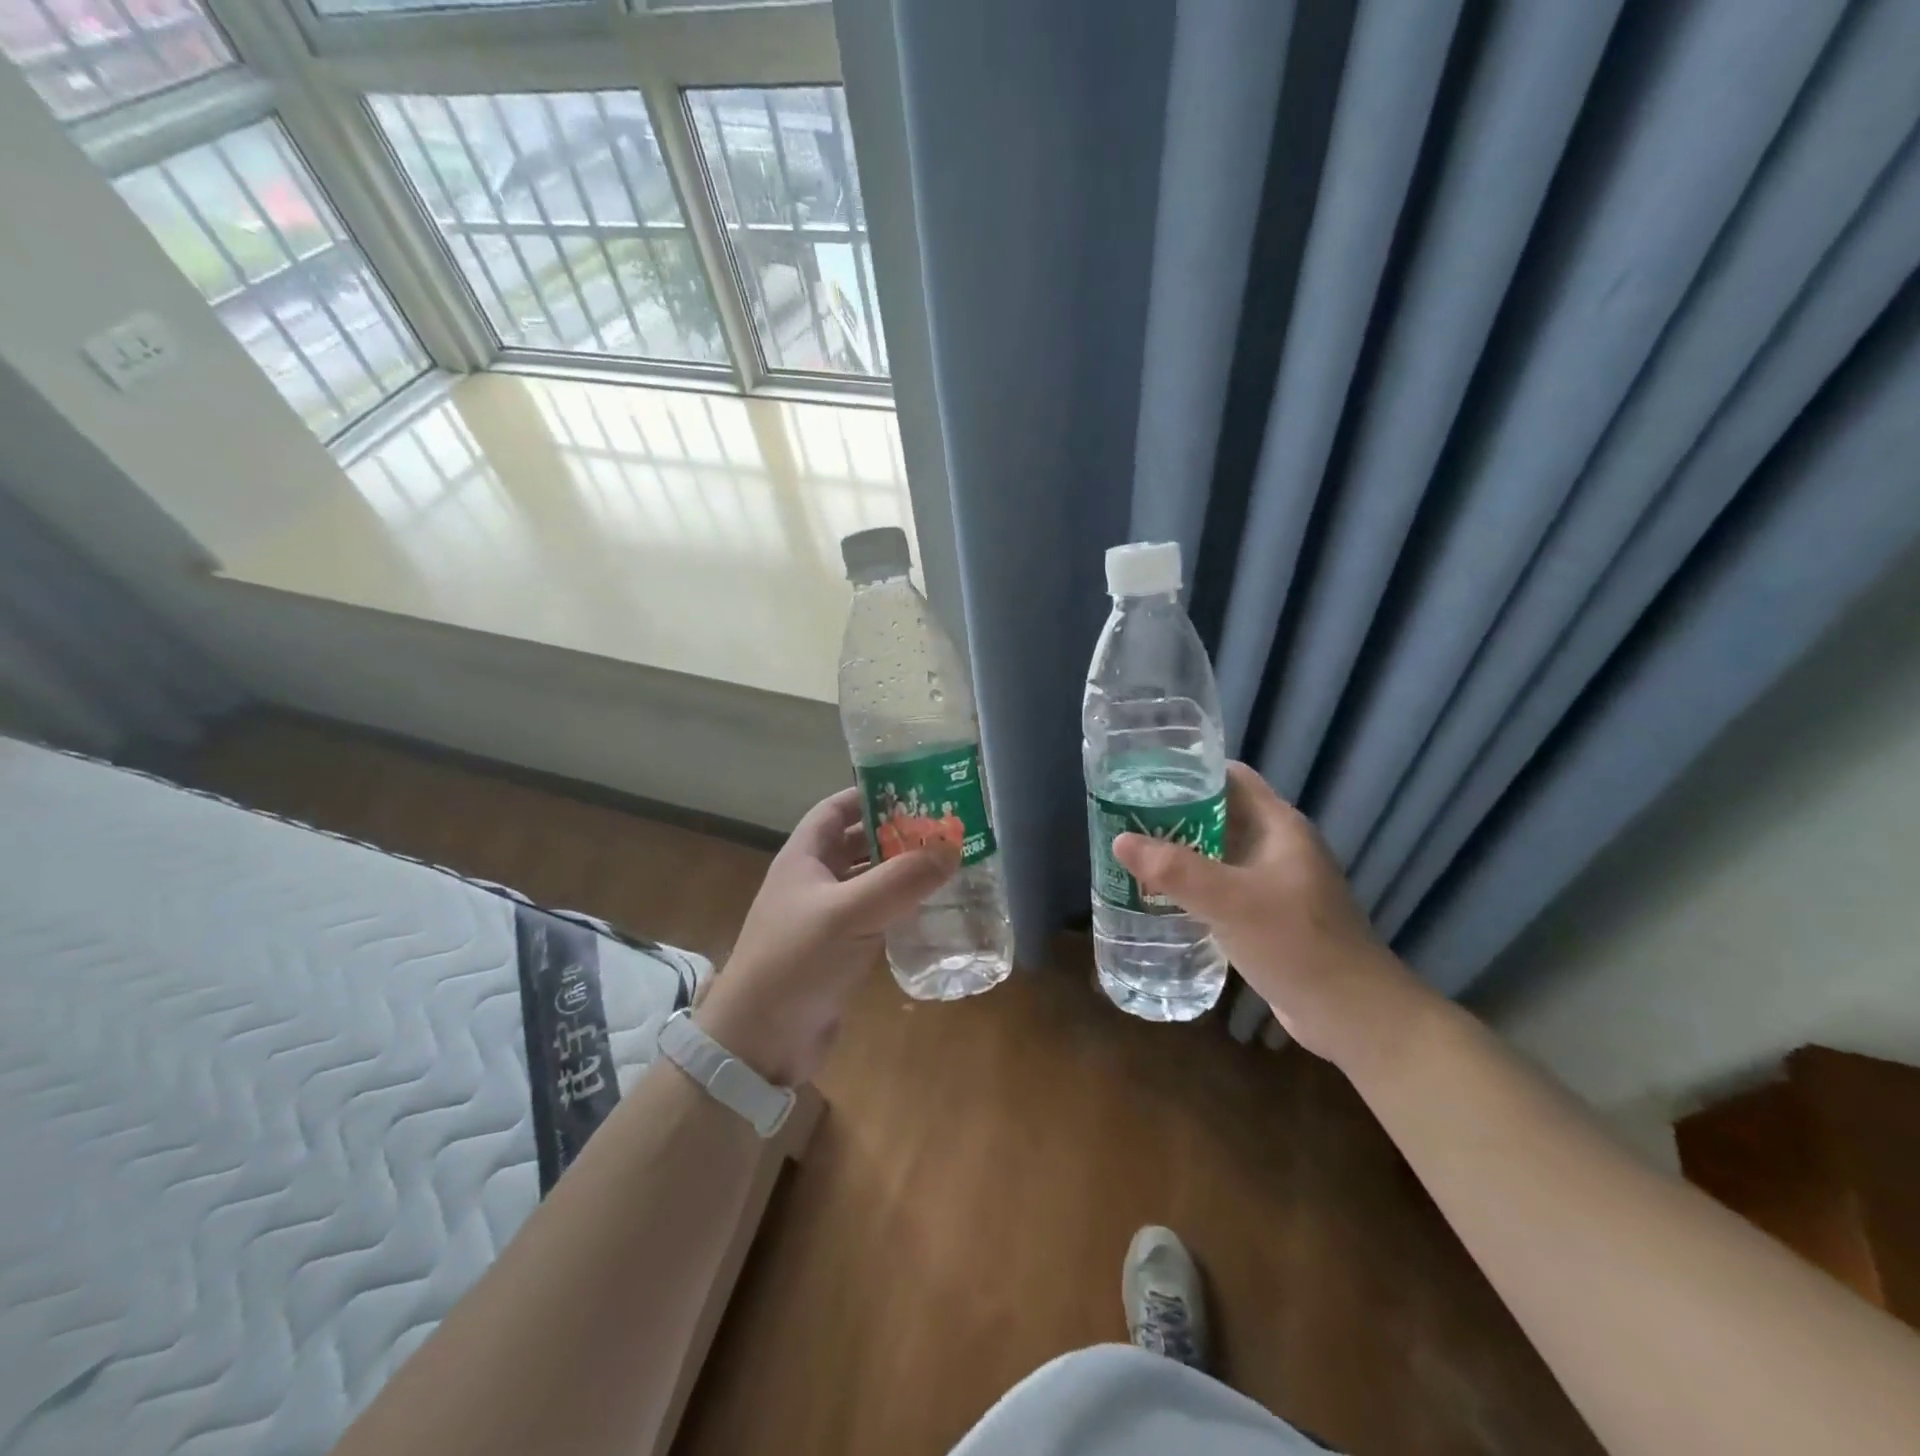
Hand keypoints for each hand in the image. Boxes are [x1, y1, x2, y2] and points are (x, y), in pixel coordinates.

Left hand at [694, 786, 958, 1085]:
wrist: (759, 1041)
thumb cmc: (796, 961)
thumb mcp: (849, 913)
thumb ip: (901, 879)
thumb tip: (951, 845)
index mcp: (804, 857)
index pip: (836, 809)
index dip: (870, 794)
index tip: (915, 790)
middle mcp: (813, 881)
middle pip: (858, 843)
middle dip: (897, 834)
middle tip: (945, 829)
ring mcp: (826, 918)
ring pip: (869, 882)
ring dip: (902, 873)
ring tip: (948, 864)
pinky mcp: (839, 951)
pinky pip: (875, 917)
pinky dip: (901, 910)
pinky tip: (933, 911)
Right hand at [1111, 761, 1437, 1073]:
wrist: (1352, 1014)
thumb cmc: (1296, 943)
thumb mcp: (1230, 901)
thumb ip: (1175, 869)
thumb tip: (1120, 840)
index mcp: (1279, 826)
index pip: (1231, 777)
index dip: (1189, 770)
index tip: (1143, 776)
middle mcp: (1278, 847)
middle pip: (1220, 814)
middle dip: (1174, 814)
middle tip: (1125, 817)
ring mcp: (1275, 883)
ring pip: (1219, 854)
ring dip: (1180, 853)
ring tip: (1133, 854)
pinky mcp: (1269, 916)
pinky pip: (1223, 888)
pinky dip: (1193, 886)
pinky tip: (1160, 898)